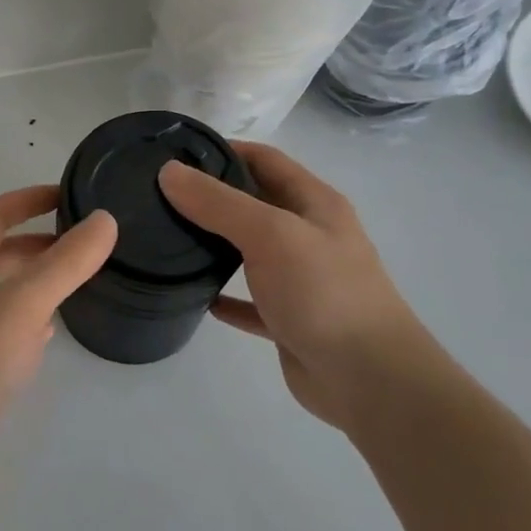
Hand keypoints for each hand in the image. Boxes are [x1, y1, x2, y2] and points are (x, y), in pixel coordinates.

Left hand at [0, 186, 116, 490]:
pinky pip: (3, 326)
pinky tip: (50, 330)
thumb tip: (105, 220)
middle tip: (83, 242)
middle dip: (38, 243)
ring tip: (77, 280)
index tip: (67, 194)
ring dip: (35, 280)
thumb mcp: (24, 302)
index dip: (28, 199)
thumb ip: (66, 262)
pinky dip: (28, 319)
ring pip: (2, 290)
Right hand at [158, 144, 453, 432]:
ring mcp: (301, 279)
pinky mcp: (290, 319)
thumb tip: (169, 172)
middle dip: (212, 195)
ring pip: (250, 251)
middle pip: (254, 202)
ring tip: (167, 238)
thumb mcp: (270, 234)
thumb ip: (219, 202)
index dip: (223, 150)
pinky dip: (225, 295)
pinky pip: (250, 300)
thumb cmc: (324, 293)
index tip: (175, 153)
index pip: (264, 159)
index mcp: (314, 204)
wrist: (370, 380)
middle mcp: (309, 235)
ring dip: (215, 243)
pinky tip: (196, 295)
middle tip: (159, 196)